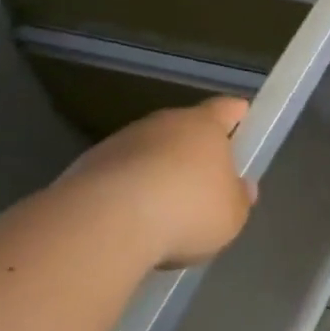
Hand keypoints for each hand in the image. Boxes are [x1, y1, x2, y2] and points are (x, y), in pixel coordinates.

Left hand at [60, 97, 255, 265]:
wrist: (105, 222)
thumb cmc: (186, 210)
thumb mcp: (231, 215)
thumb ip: (238, 199)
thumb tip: (240, 187)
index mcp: (204, 125)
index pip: (225, 108)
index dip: (236, 115)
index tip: (242, 122)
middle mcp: (163, 123)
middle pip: (184, 129)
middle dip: (193, 151)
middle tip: (203, 182)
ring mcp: (121, 142)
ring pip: (148, 151)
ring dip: (156, 172)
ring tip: (162, 212)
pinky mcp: (87, 166)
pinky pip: (118, 175)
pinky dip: (127, 192)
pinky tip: (130, 223)